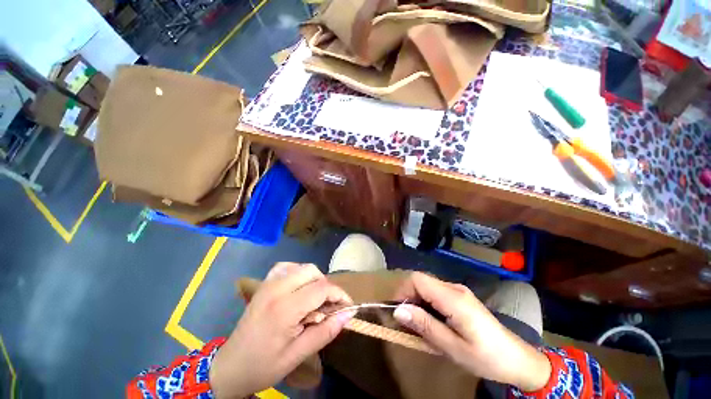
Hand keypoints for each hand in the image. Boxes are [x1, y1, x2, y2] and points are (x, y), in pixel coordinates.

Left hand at [210, 263, 355, 397]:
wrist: (230, 367)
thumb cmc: (264, 365)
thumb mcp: (298, 355)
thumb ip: (326, 332)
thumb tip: (348, 314)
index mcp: (284, 309)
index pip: (321, 288)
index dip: (339, 294)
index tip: (346, 306)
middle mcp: (276, 289)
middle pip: (313, 272)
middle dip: (327, 287)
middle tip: (327, 306)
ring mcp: (268, 283)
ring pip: (302, 267)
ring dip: (314, 279)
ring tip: (314, 299)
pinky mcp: (264, 283)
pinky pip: (287, 267)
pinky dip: (299, 272)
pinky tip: (299, 287)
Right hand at [392, 272, 550, 391]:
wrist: (517, 358)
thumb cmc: (486, 357)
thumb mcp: (452, 347)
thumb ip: (424, 325)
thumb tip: (398, 311)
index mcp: (453, 298)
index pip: (418, 279)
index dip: (402, 290)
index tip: (395, 310)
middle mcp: (454, 288)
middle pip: (421, 280)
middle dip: (407, 296)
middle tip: (404, 320)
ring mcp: (458, 291)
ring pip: (427, 286)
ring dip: (416, 300)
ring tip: (415, 323)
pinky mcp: (460, 296)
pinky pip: (435, 292)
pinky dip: (426, 303)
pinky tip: (430, 320)